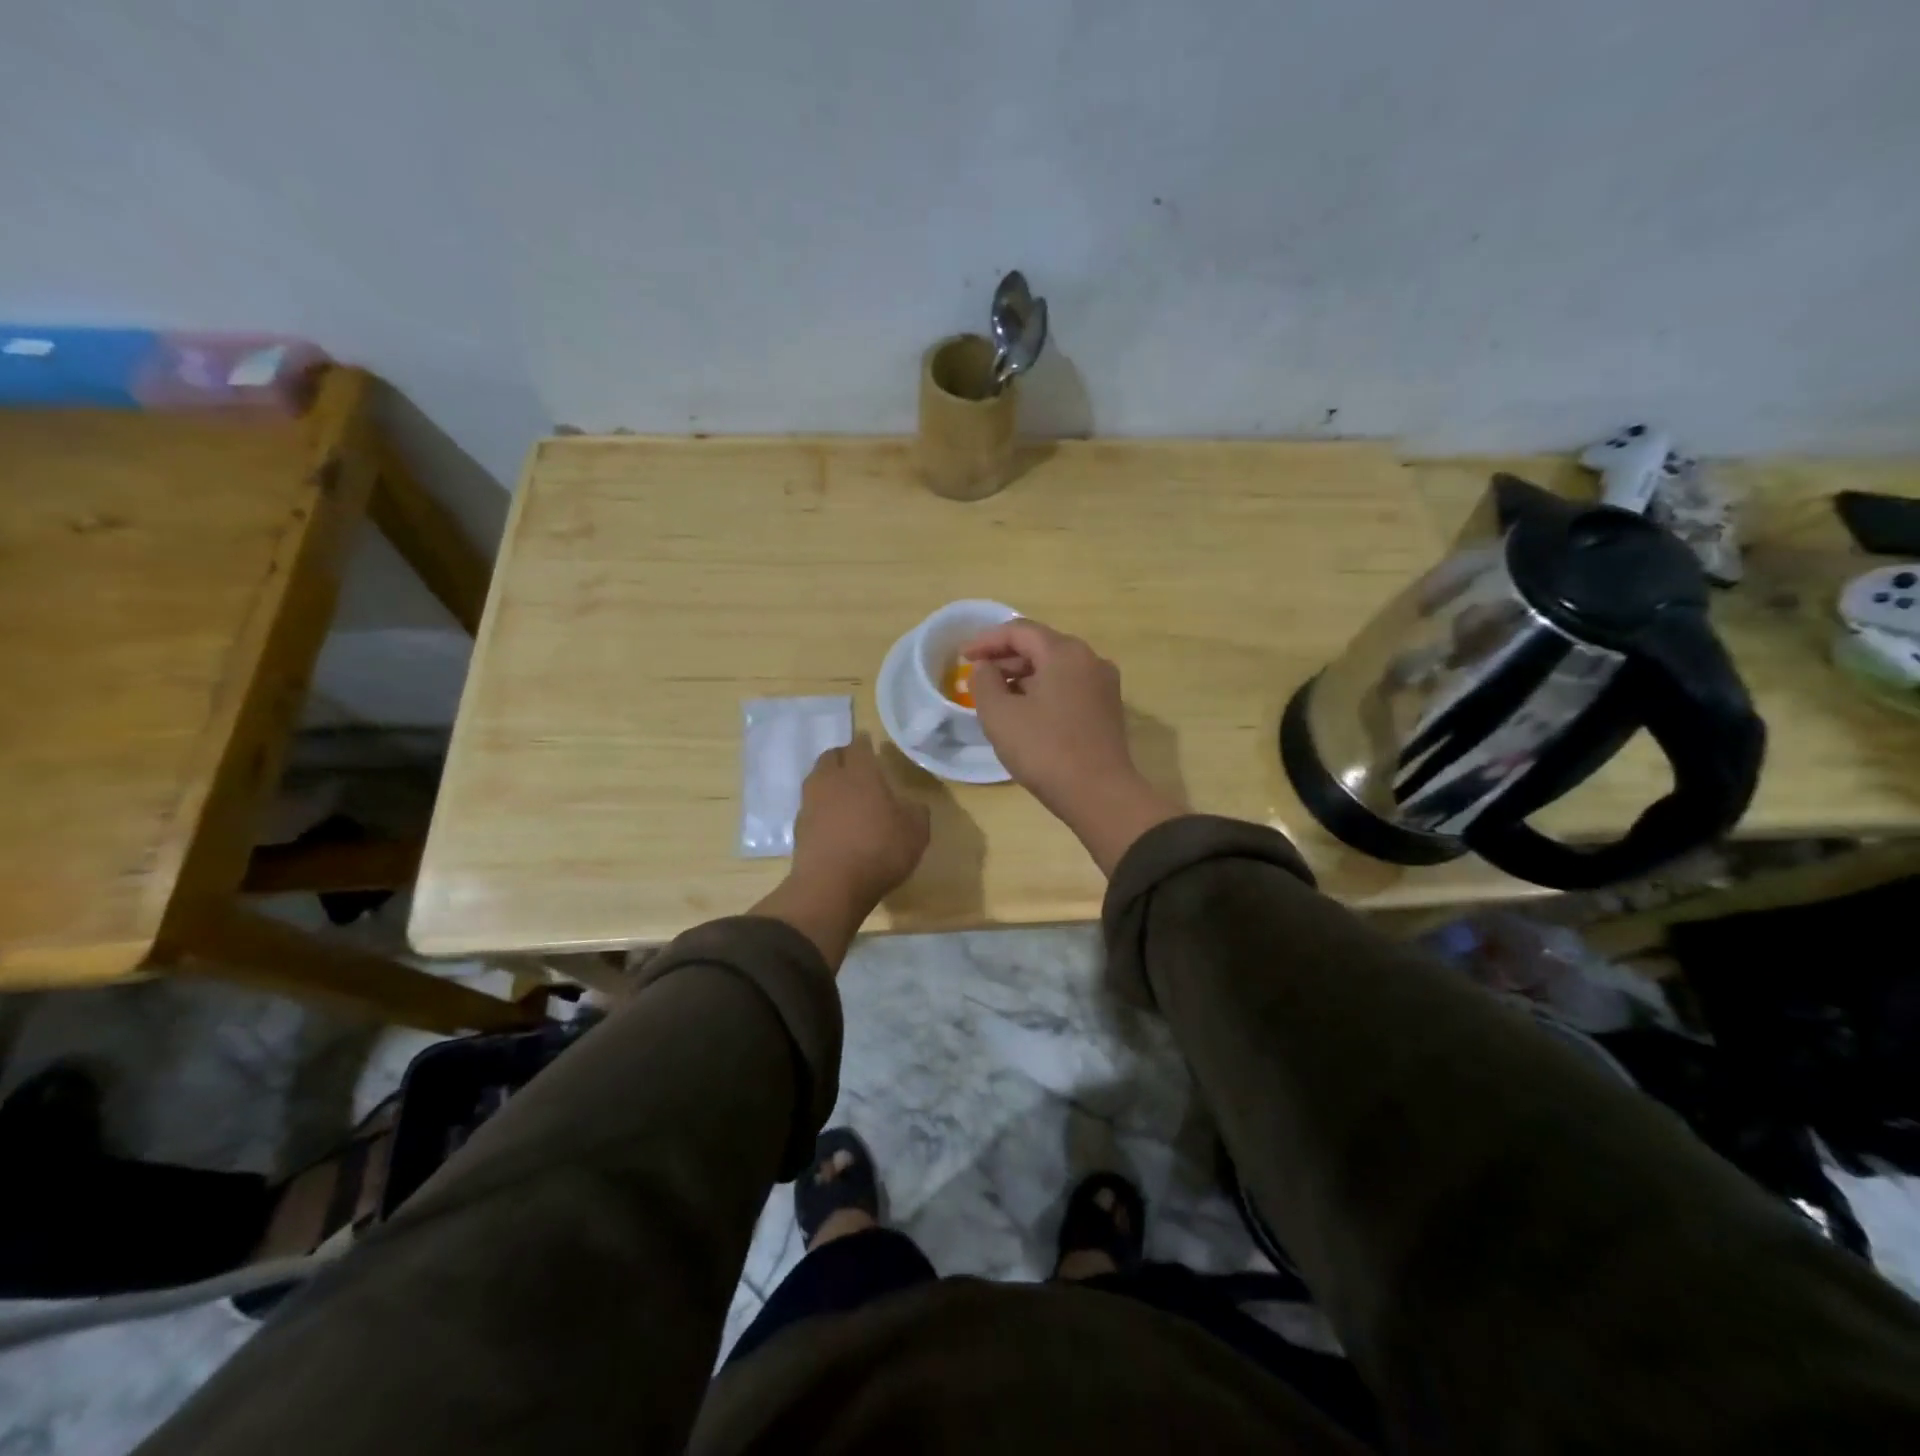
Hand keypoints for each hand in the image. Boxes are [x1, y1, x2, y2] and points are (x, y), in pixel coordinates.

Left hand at [791, 732, 930, 906]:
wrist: (831, 886)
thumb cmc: (879, 850)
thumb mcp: (916, 832)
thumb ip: (916, 812)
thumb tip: (912, 805)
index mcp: (860, 773)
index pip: (859, 746)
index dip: (865, 743)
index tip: (870, 743)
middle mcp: (831, 780)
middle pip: (831, 756)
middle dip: (843, 756)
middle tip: (857, 765)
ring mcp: (810, 803)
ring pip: (817, 779)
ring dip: (829, 780)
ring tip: (844, 792)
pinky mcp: (799, 826)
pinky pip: (811, 805)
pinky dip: (821, 806)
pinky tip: (833, 820)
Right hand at [964, 620, 1182, 873]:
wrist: (1099, 794)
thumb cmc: (1044, 749)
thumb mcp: (1000, 714)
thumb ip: (984, 681)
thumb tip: (985, 667)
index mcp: (1065, 652)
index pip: (1019, 631)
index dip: (986, 640)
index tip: (962, 657)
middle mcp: (1090, 659)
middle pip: (1040, 646)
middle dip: (1005, 659)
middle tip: (977, 676)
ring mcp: (1103, 685)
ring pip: (1055, 668)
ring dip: (1023, 676)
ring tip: (996, 696)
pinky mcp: (1107, 709)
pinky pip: (1068, 687)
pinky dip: (1043, 691)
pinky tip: (1025, 713)